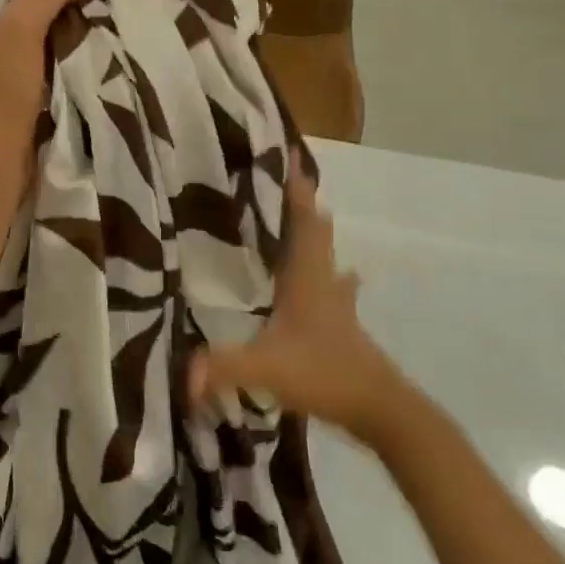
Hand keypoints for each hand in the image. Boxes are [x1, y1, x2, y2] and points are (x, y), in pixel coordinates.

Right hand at [189, 156, 414, 438]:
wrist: (381, 410)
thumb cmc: (325, 374)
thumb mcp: (266, 368)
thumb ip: (223, 367)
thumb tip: (183, 373)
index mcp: (305, 278)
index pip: (301, 221)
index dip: (297, 188)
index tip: (294, 153)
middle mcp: (323, 282)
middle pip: (317, 232)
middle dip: (304, 203)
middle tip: (291, 176)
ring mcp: (338, 305)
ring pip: (329, 257)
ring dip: (319, 235)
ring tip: (314, 217)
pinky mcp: (344, 328)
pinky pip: (335, 287)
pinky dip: (333, 275)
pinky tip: (344, 280)